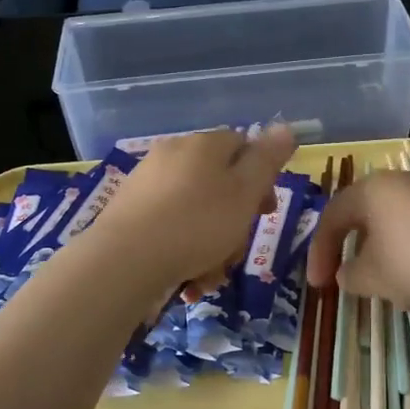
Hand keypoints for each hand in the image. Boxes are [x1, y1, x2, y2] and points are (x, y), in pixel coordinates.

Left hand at [87, 126, 298, 295]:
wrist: (124, 261)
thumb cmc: (197, 224)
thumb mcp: (245, 192)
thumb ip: (267, 160)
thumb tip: (284, 126)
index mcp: (203, 144)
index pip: (242, 145)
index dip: (261, 177)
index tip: (267, 211)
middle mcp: (173, 156)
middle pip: (219, 185)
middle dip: (234, 223)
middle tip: (236, 252)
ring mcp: (147, 185)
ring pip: (196, 214)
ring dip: (211, 249)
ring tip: (209, 278)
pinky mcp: (128, 215)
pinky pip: (170, 230)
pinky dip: (183, 254)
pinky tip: (186, 282)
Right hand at [307, 170, 409, 307]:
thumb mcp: (372, 276)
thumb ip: (350, 276)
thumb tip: (346, 274)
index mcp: (369, 190)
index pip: (332, 217)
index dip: (319, 252)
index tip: (318, 285)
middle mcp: (398, 182)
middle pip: (365, 217)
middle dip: (354, 252)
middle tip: (348, 279)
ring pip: (395, 226)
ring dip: (385, 257)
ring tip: (389, 289)